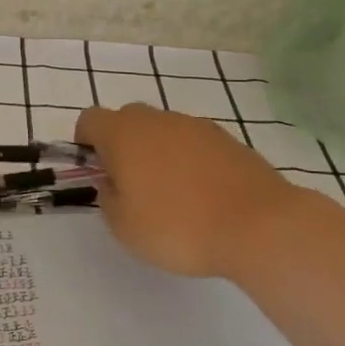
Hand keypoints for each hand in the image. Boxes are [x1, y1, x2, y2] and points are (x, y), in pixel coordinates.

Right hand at [76, 103, 323, 279]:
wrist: (259, 226)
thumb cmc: (177, 226)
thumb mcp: (123, 226)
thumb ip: (108, 198)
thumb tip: (114, 184)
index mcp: (123, 133)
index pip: (89, 119)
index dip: (85, 142)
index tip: (95, 171)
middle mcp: (157, 120)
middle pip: (127, 120)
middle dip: (122, 146)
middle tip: (131, 186)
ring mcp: (196, 127)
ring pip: (163, 132)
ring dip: (158, 154)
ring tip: (172, 196)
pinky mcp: (229, 141)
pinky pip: (195, 145)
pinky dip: (190, 163)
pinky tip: (202, 197)